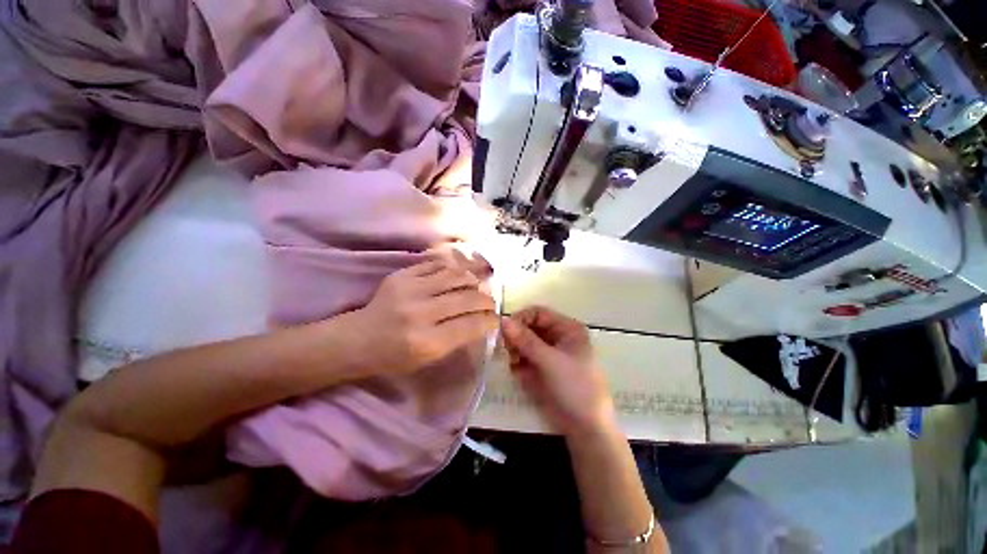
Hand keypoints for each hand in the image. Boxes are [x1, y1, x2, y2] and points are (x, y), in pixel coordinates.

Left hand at [342, 253, 497, 376]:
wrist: (357, 339)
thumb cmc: (394, 356)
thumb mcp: (429, 358)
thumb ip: (457, 338)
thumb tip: (482, 320)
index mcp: (427, 342)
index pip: (471, 325)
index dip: (490, 320)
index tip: (496, 319)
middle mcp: (420, 313)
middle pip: (467, 298)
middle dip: (486, 300)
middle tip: (491, 303)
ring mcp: (410, 289)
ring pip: (456, 276)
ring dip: (473, 280)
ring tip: (477, 286)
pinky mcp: (402, 275)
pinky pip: (437, 265)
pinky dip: (453, 269)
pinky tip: (459, 275)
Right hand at [501, 306, 614, 436]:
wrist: (585, 428)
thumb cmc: (575, 388)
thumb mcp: (550, 361)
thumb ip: (526, 340)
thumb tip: (503, 321)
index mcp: (567, 329)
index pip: (538, 313)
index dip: (520, 319)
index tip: (505, 332)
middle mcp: (558, 337)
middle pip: (529, 327)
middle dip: (517, 337)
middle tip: (507, 350)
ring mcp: (549, 353)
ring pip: (524, 342)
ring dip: (516, 350)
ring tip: (514, 363)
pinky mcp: (542, 368)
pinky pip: (524, 358)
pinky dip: (518, 362)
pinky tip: (518, 372)